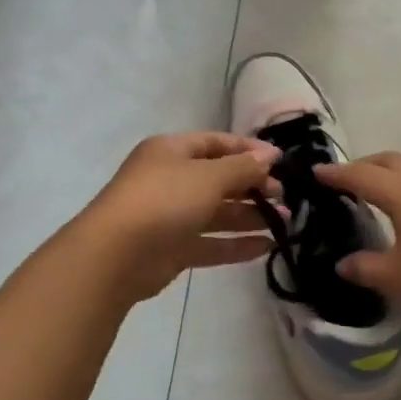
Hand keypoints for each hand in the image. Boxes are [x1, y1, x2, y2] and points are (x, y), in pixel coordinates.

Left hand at [76, 132, 282, 302]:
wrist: (115, 256)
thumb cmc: (163, 201)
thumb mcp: (208, 177)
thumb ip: (243, 168)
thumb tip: (270, 155)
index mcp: (172, 151)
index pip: (216, 143)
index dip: (249, 150)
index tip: (281, 161)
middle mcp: (171, 180)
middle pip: (219, 179)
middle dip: (253, 186)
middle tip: (285, 197)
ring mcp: (170, 216)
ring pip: (217, 212)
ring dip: (249, 216)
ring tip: (285, 223)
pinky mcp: (172, 249)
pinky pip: (210, 243)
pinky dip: (236, 244)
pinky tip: (266, 247)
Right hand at [315, 152, 400, 335]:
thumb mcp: (397, 278)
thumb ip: (366, 267)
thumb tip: (344, 263)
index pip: (360, 175)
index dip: (336, 174)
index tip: (316, 172)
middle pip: (388, 161)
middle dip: (363, 165)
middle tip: (344, 180)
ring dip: (391, 172)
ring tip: (378, 190)